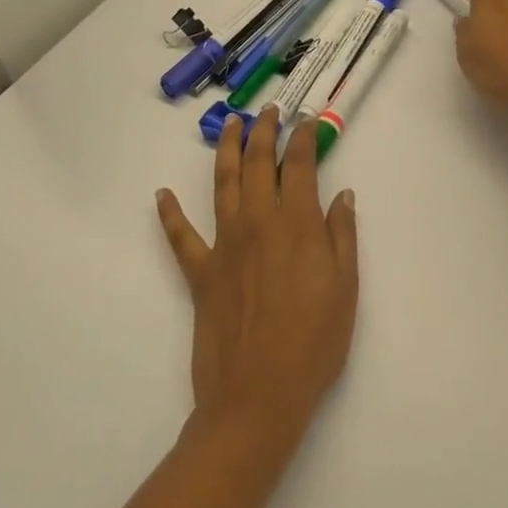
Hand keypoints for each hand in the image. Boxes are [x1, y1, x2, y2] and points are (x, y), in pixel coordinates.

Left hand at [156, 107, 359, 437]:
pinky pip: (180, 237)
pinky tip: (161, 195)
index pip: (300, 165)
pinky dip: (169, 214)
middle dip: (263, 131)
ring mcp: (224, 245)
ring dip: (226, 150)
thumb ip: (342, 235)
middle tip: (268, 110)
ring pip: (222, 184)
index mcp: (297, 224)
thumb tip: (343, 195)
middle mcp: (258, 223)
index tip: (308, 121)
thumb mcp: (346, 288)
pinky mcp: (199, 273)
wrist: (258, 397)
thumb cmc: (314, 343)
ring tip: (229, 125)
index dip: (304, 137)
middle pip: (258, 163)